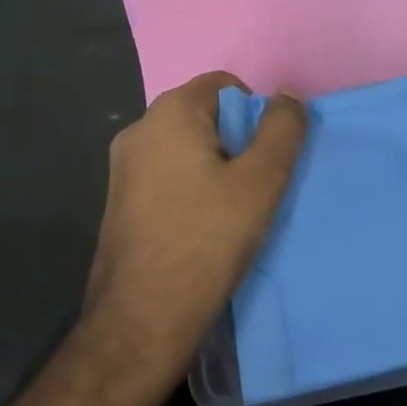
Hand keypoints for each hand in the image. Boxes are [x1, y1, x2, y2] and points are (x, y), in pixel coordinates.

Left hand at [83, 71, 307, 396]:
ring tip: (232, 211)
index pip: (225, 86)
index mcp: (169, 113)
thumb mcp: (260, 183)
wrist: (140, 320)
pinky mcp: (119, 198)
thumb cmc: (205, 242)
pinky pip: (166, 174)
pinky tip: (203, 227)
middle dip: (236, 142)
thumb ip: (281, 130)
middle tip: (255, 187)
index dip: (255, 114)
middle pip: (204, 114)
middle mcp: (139, 128)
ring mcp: (123, 165)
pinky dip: (190, 187)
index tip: (267, 158)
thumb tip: (287, 96)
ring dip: (215, 167)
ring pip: (185, 147)